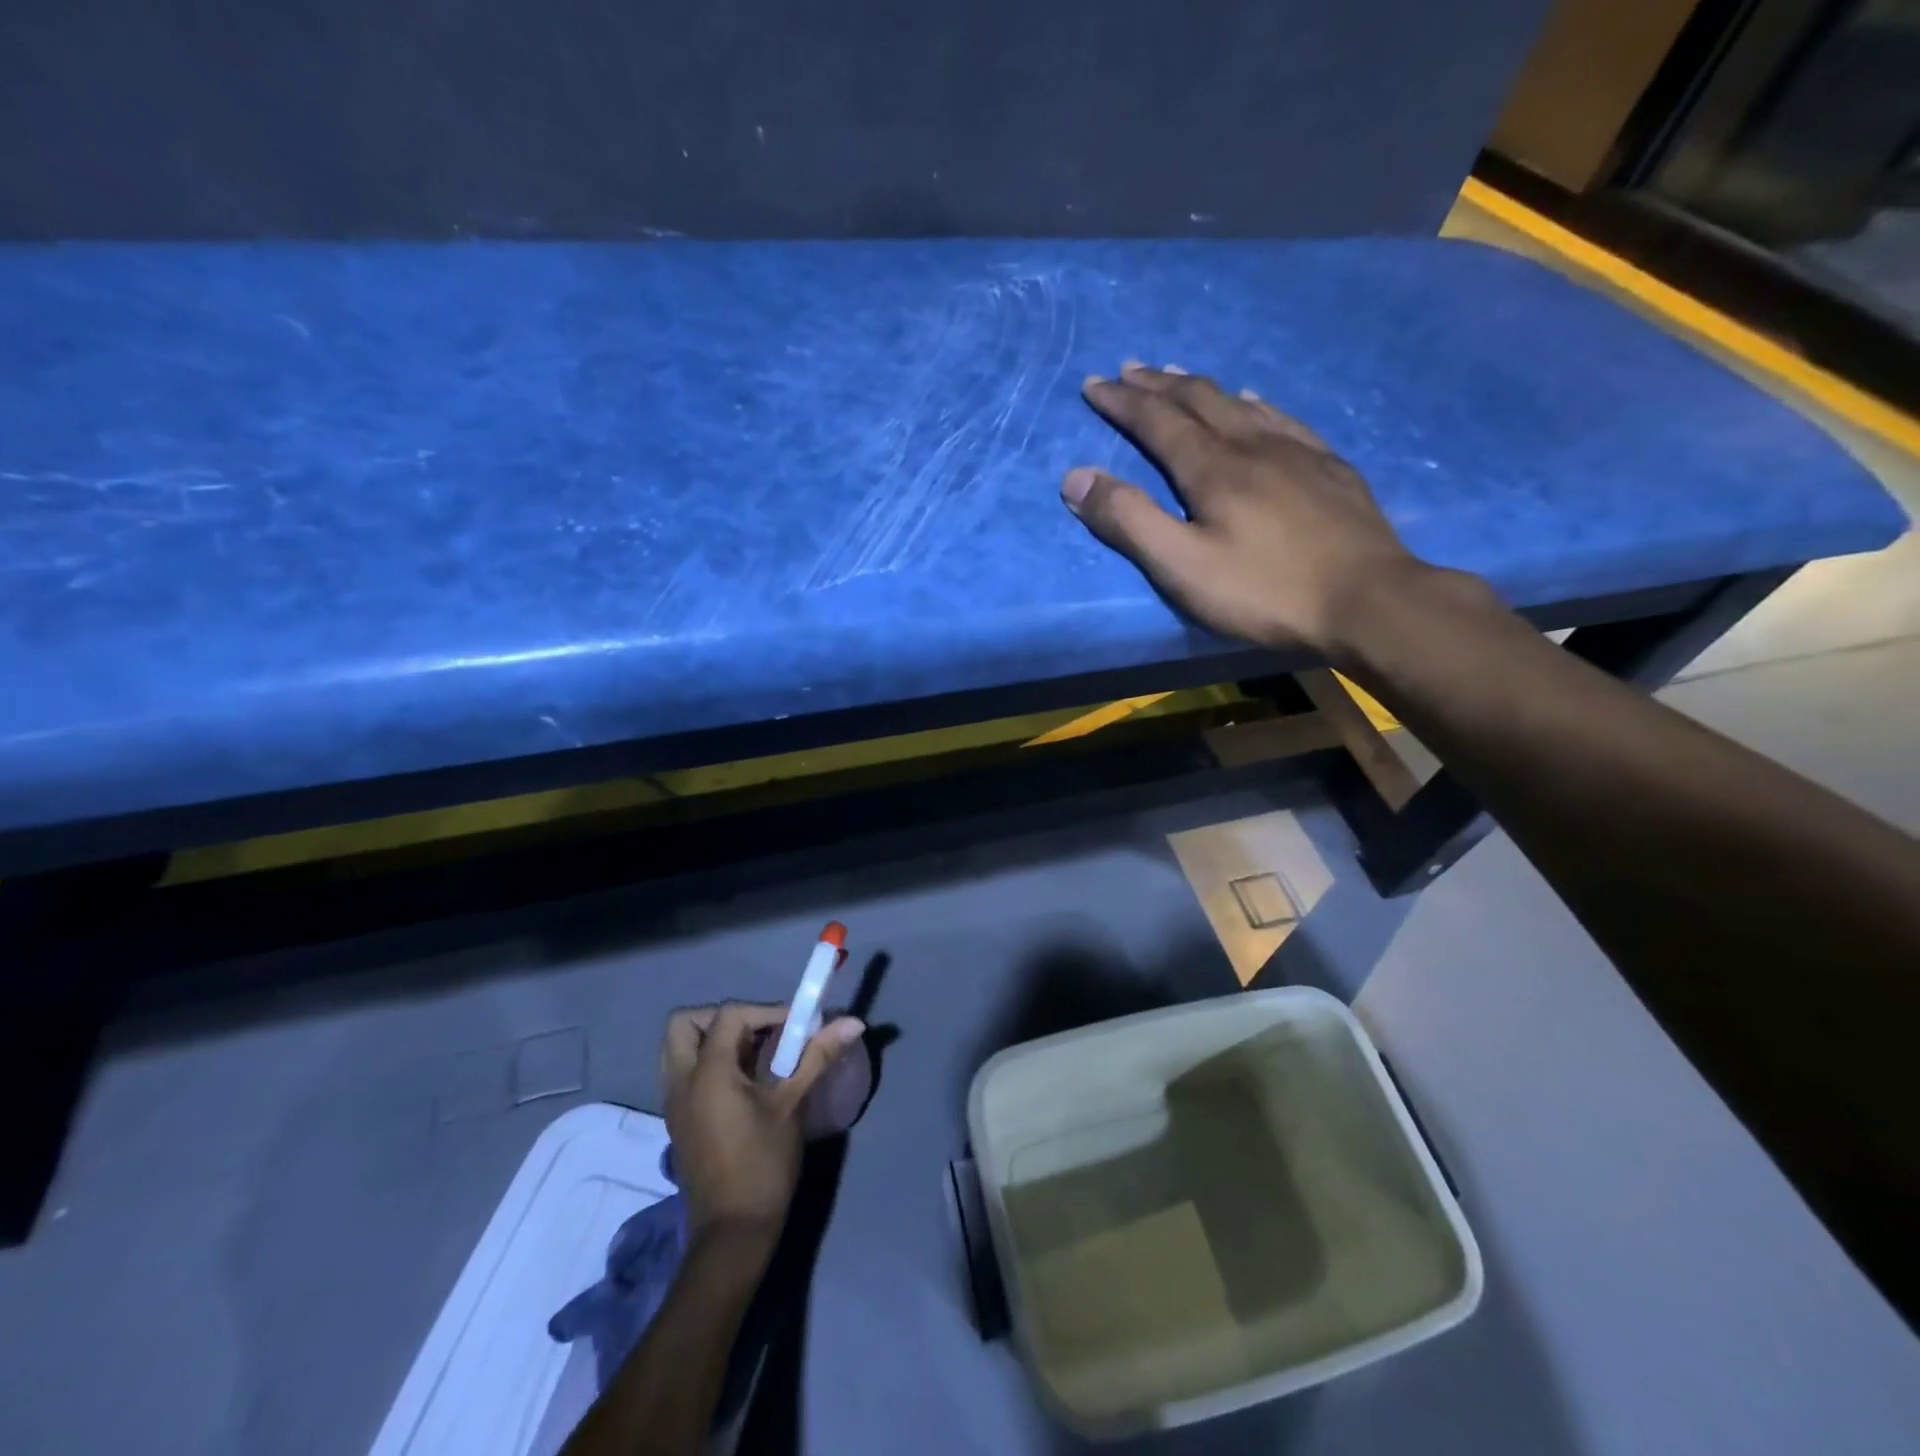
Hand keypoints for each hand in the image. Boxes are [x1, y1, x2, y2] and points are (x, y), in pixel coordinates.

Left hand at [660, 1002, 865, 1249]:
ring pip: (679, 1047)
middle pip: (686, 1022)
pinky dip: (709, 1061)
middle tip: (760, 1030)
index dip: (766, 1010)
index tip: (797, 1025)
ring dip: (712, 1038)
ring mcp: (674, 1103)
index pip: (730, 1015)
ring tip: (752, 1052)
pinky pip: (684, 1072)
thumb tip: (854, 1022)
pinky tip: (743, 1079)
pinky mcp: (679, 1120)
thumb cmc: (763, 1165)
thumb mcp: (792, 1105)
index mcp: (707, 1073)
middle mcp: (681, 1081)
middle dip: (722, 1017)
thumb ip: (817, 1056)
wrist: (732, 1233)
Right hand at [1062, 362, 1426, 655]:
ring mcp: (1298, 452)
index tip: (1094, 384)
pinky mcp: (1330, 467)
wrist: (1368, 600)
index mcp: (1213, 468)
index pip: (1158, 421)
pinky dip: (1255, 403)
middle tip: (1130, 369)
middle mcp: (1253, 445)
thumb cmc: (1265, 591)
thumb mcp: (1182, 566)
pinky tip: (1255, 402)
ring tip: (1179, 376)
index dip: (1123, 402)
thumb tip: (1076, 477)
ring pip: (1240, 403)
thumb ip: (1129, 521)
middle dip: (1158, 384)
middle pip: (1199, 400)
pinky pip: (1283, 418)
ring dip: (1202, 387)